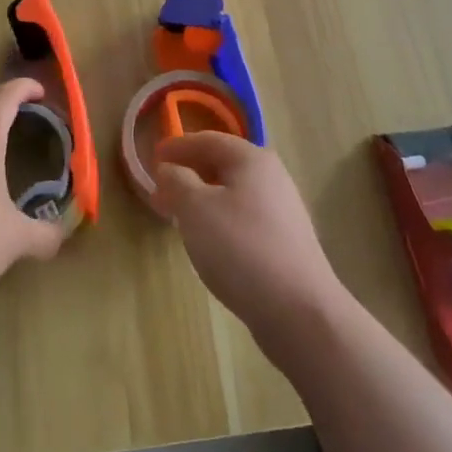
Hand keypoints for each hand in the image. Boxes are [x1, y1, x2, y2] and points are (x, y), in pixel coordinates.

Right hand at [152, 131, 345, 341]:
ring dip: (203, 199)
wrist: (299, 311)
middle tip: (161, 191)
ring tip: (179, 217)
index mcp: (251, 159)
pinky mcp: (285, 242)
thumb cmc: (240, 248)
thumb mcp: (195, 209)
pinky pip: (244, 217)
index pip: (208, 139)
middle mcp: (271, 176)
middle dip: (189, 174)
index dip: (178, 146)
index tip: (152, 157)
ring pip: (233, 193)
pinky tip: (209, 242)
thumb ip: (177, 181)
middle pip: (222, 164)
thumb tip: (170, 169)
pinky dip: (220, 219)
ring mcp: (282, 210)